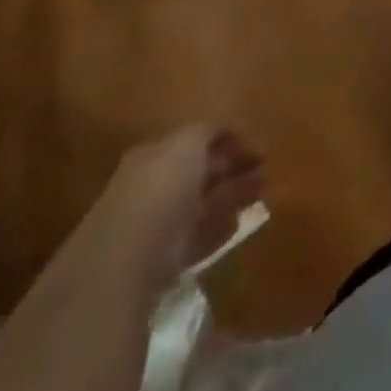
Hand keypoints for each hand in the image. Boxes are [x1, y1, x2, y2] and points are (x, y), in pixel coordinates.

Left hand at [86, 126, 267, 294]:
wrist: (125, 260)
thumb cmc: (160, 188)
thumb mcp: (188, 142)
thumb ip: (208, 131)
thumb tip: (227, 132)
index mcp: (154, 155)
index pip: (194, 141)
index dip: (227, 140)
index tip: (257, 146)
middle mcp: (154, 186)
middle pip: (199, 172)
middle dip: (232, 168)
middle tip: (266, 168)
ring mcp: (158, 224)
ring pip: (203, 203)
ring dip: (232, 196)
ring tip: (263, 191)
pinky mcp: (164, 260)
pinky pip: (199, 237)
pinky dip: (220, 229)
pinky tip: (238, 224)